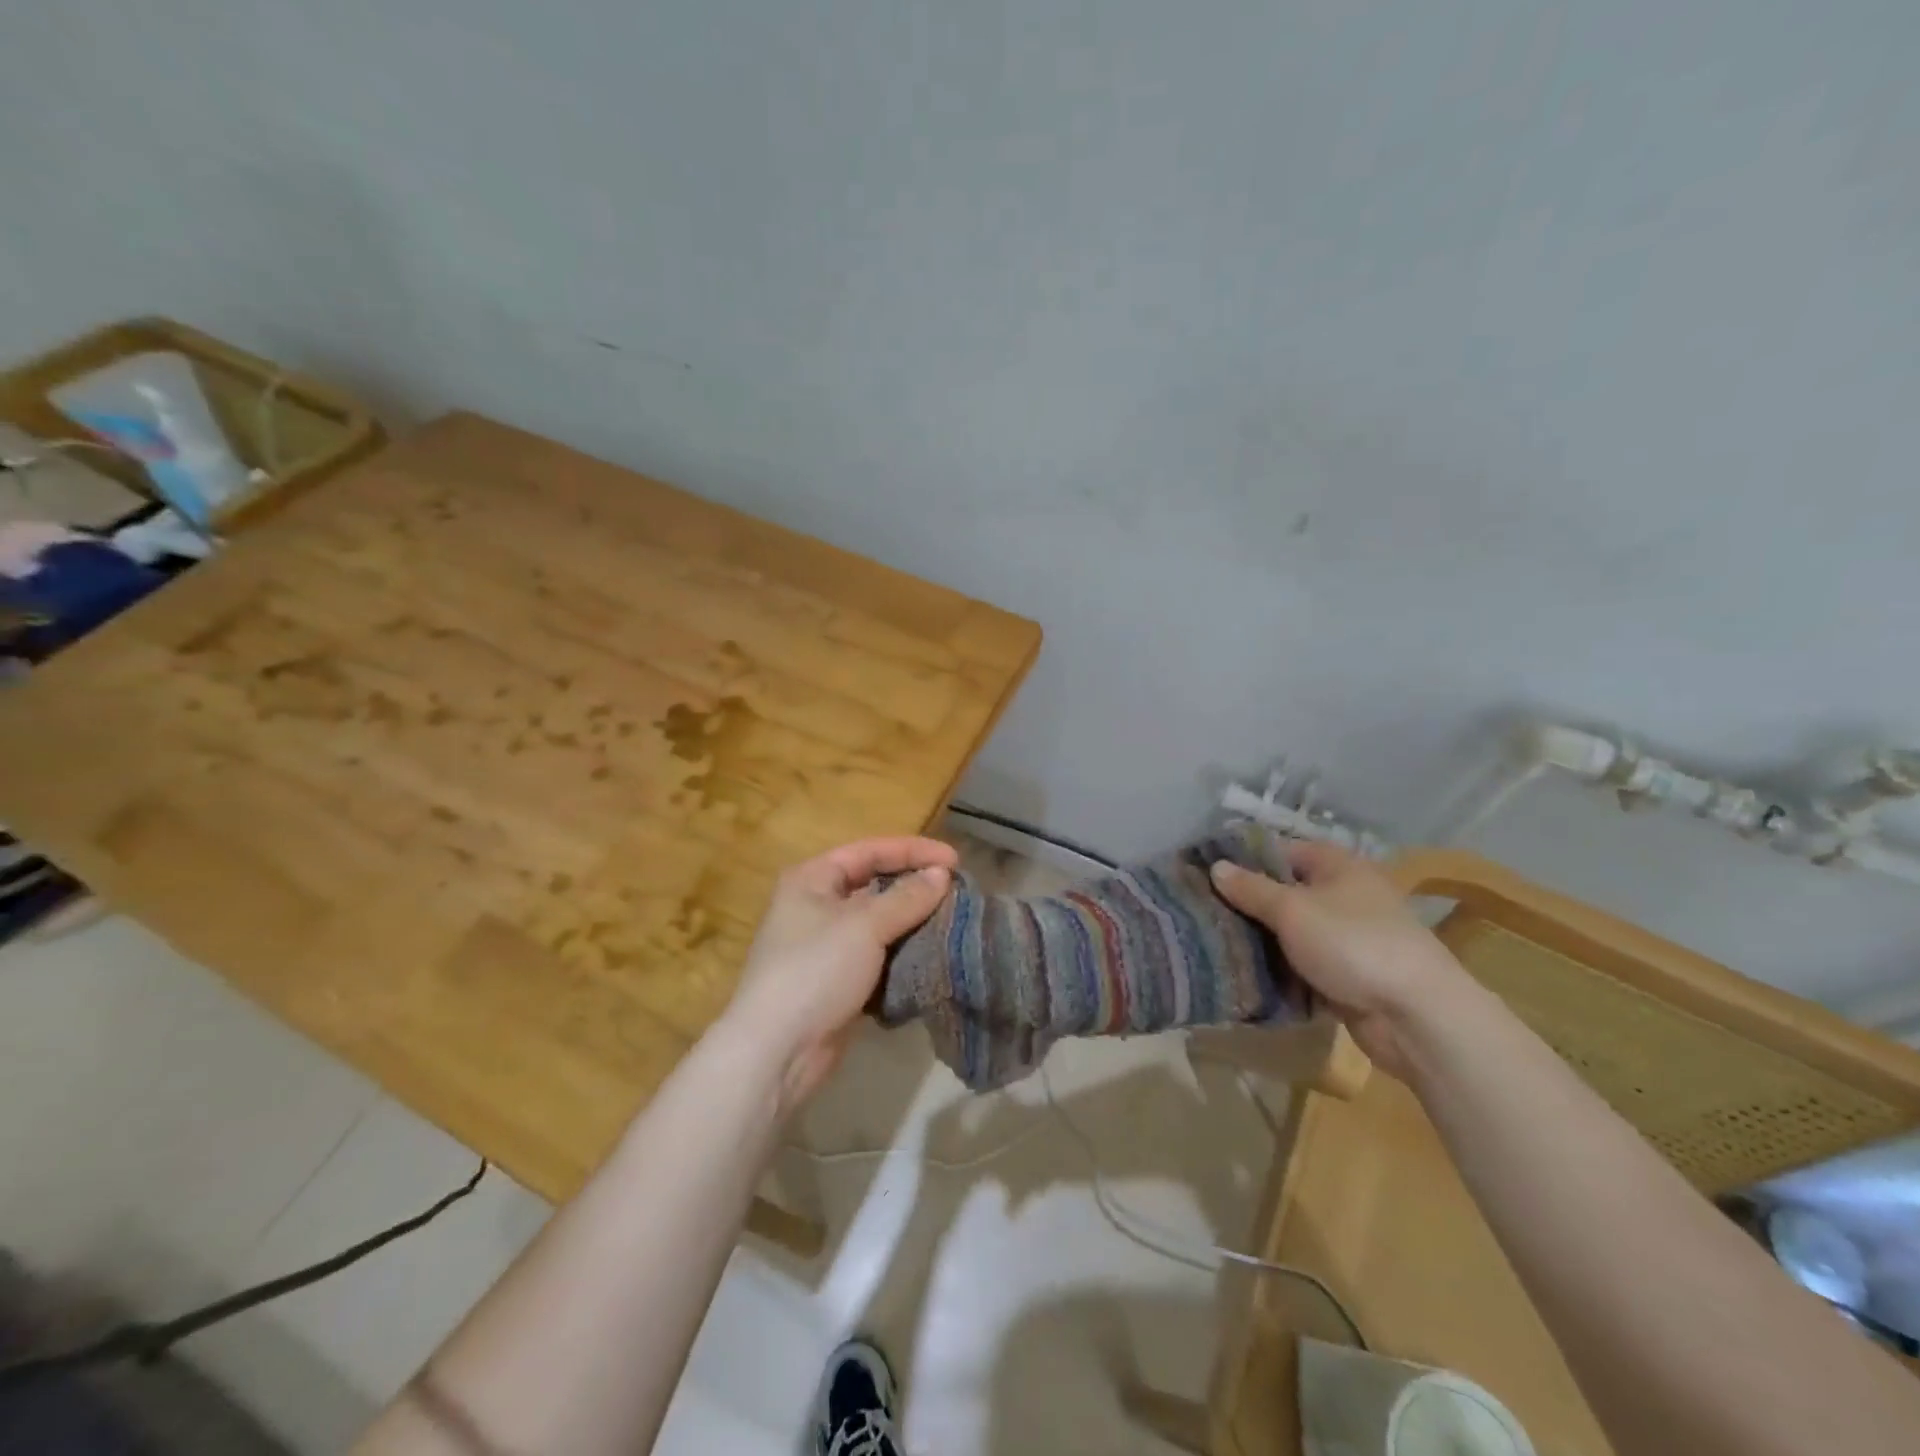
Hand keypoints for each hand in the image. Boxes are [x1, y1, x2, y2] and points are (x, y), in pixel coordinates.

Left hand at [723, 836, 957, 1111]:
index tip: (955, 859)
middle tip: (957, 891)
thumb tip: (941, 874)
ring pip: (879, 922)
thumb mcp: (864, 926)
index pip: (870, 851)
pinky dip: (903, 953)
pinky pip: (878, 955)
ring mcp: (827, 946)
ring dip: (913, 921)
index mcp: (812, 879)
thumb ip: (906, 897)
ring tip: (954, 921)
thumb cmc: (816, 971)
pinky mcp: (838, 980)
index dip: (913, 851)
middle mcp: (816, 905)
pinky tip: (933, 953)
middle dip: (915, 886)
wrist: (777, 1052)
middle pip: (874, 884)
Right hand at [1209, 842, 1473, 1079]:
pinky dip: (1279, 969)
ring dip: (1260, 940)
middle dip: (1246, 904)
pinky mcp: (1347, 973)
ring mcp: (1346, 936)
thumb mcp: (1292, 911)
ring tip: (1214, 943)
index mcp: (1336, 865)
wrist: (1417, 1016)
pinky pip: (1302, 963)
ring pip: (1290, 931)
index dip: (1242, 860)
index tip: (1202, 875)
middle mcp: (1343, 894)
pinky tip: (1245, 973)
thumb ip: (1251, 889)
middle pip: (1283, 891)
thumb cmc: (1353, 944)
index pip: (1279, 851)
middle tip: (1202, 913)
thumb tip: (1215, 867)